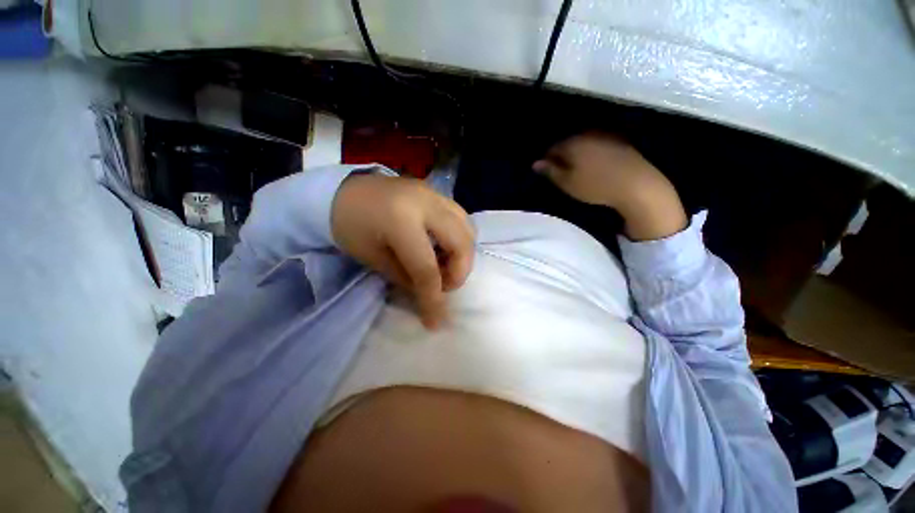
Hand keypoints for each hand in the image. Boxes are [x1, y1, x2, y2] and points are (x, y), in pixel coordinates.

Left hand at [331, 174, 474, 328]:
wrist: (339, 191)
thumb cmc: (348, 226)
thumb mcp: (373, 259)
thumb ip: (406, 278)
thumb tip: (430, 294)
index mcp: (400, 220)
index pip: (426, 267)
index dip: (433, 298)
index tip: (436, 321)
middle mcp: (426, 203)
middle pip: (461, 243)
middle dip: (459, 273)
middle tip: (444, 286)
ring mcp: (434, 194)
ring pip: (468, 228)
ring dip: (463, 255)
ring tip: (446, 267)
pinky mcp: (436, 193)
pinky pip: (461, 218)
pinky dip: (460, 239)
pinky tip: (445, 248)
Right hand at [533, 132, 687, 240]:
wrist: (637, 185)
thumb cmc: (596, 186)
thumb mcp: (567, 183)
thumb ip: (550, 171)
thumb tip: (535, 163)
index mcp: (573, 143)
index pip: (552, 148)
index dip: (547, 159)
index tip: (546, 171)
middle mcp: (589, 134)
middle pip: (569, 143)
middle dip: (562, 155)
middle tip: (561, 171)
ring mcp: (607, 136)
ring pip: (584, 143)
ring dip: (578, 154)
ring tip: (577, 169)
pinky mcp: (621, 142)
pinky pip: (599, 145)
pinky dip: (592, 153)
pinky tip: (595, 166)